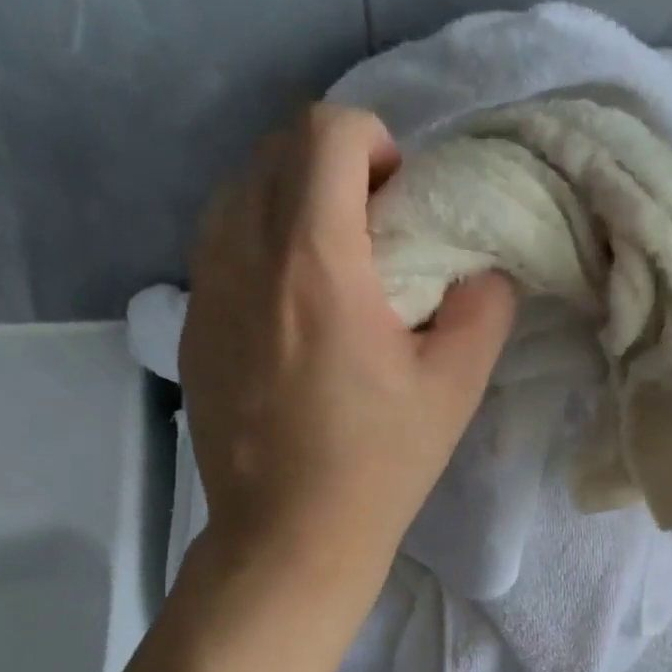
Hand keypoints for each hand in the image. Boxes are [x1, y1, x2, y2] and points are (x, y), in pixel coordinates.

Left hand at [180, 105, 515, 606]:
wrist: (288, 538)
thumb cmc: (376, 466)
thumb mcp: (453, 388)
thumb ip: (482, 307)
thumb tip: (482, 269)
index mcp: (313, 259)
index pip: (325, 132)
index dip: (373, 144)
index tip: (399, 201)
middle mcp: (243, 256)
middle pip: (275, 151)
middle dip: (332, 166)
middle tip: (372, 232)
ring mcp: (204, 293)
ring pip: (236, 194)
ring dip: (289, 203)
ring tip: (329, 268)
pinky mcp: (189, 331)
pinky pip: (218, 249)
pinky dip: (257, 247)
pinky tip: (289, 314)